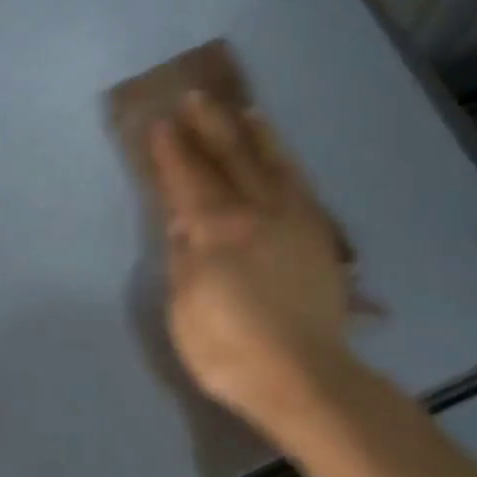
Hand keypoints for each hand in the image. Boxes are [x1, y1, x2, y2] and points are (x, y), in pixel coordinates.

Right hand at [149, 93, 353, 438]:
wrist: (305, 378)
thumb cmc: (231, 351)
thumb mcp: (185, 309)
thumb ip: (182, 257)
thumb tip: (181, 219)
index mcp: (216, 231)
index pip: (187, 179)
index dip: (172, 151)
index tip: (160, 123)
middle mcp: (255, 212)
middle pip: (228, 158)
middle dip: (208, 126)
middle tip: (193, 98)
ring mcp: (291, 219)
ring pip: (268, 162)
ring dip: (250, 133)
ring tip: (239, 110)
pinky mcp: (316, 233)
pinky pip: (298, 182)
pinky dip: (284, 159)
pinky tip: (277, 151)